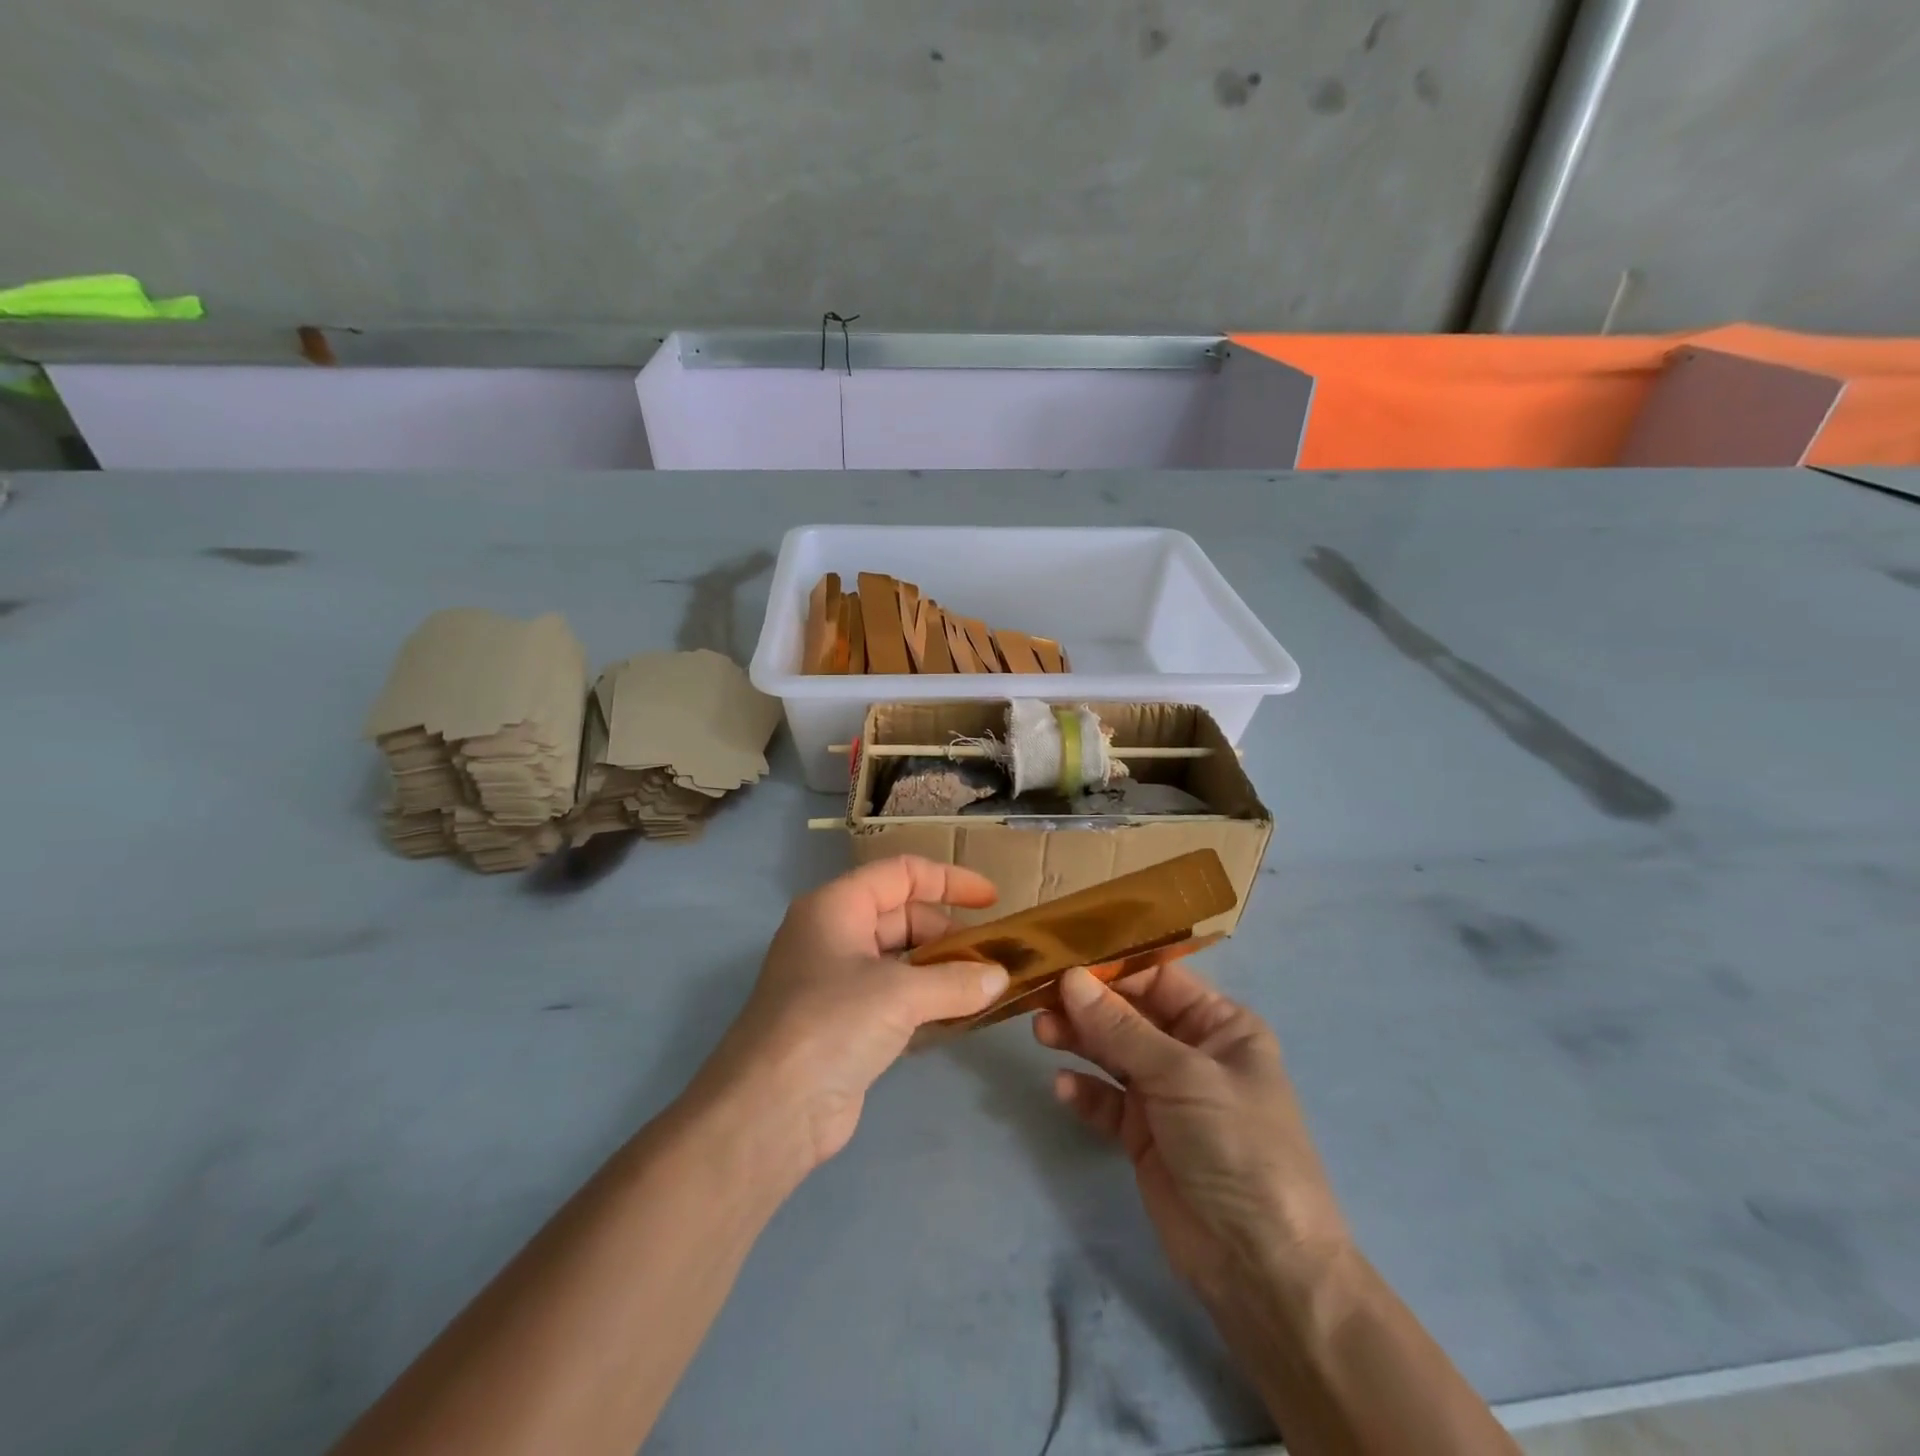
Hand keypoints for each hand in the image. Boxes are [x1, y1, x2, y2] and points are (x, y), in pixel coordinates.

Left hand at [688, 856, 1006, 1172]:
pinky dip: (926, 1001)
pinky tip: (960, 1017)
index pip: (901, 874)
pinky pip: (894, 996)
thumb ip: (956, 981)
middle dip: (949, 933)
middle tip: (993, 960)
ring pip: (900, 959)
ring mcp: (836, 980)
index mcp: (837, 907)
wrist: (769, 1111)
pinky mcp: (843, 1022)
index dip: (950, 881)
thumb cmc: (831, 1025)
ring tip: (986, 987)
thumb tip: (1000, 978)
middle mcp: (834, 934)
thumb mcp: (900, 995)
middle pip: (903, 916)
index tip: (994, 901)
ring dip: (942, 970)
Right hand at [1035, 964, 1348, 1304]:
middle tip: (1041, 997)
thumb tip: (1070, 978)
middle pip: (1129, 1014)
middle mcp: (1192, 1051)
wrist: (1260, 1266)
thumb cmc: (1237, 1145)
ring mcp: (1166, 1095)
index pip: (1158, 979)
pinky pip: (1106, 1100)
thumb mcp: (1182, 1076)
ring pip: (1112, 1053)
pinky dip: (1085, 1092)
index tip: (1063, 957)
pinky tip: (1064, 1088)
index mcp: (1220, 1025)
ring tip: (1041, 1032)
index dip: (1112, 968)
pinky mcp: (1143, 1134)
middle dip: (1087, 1005)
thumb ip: (1120, 1028)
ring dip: (1079, 1041)